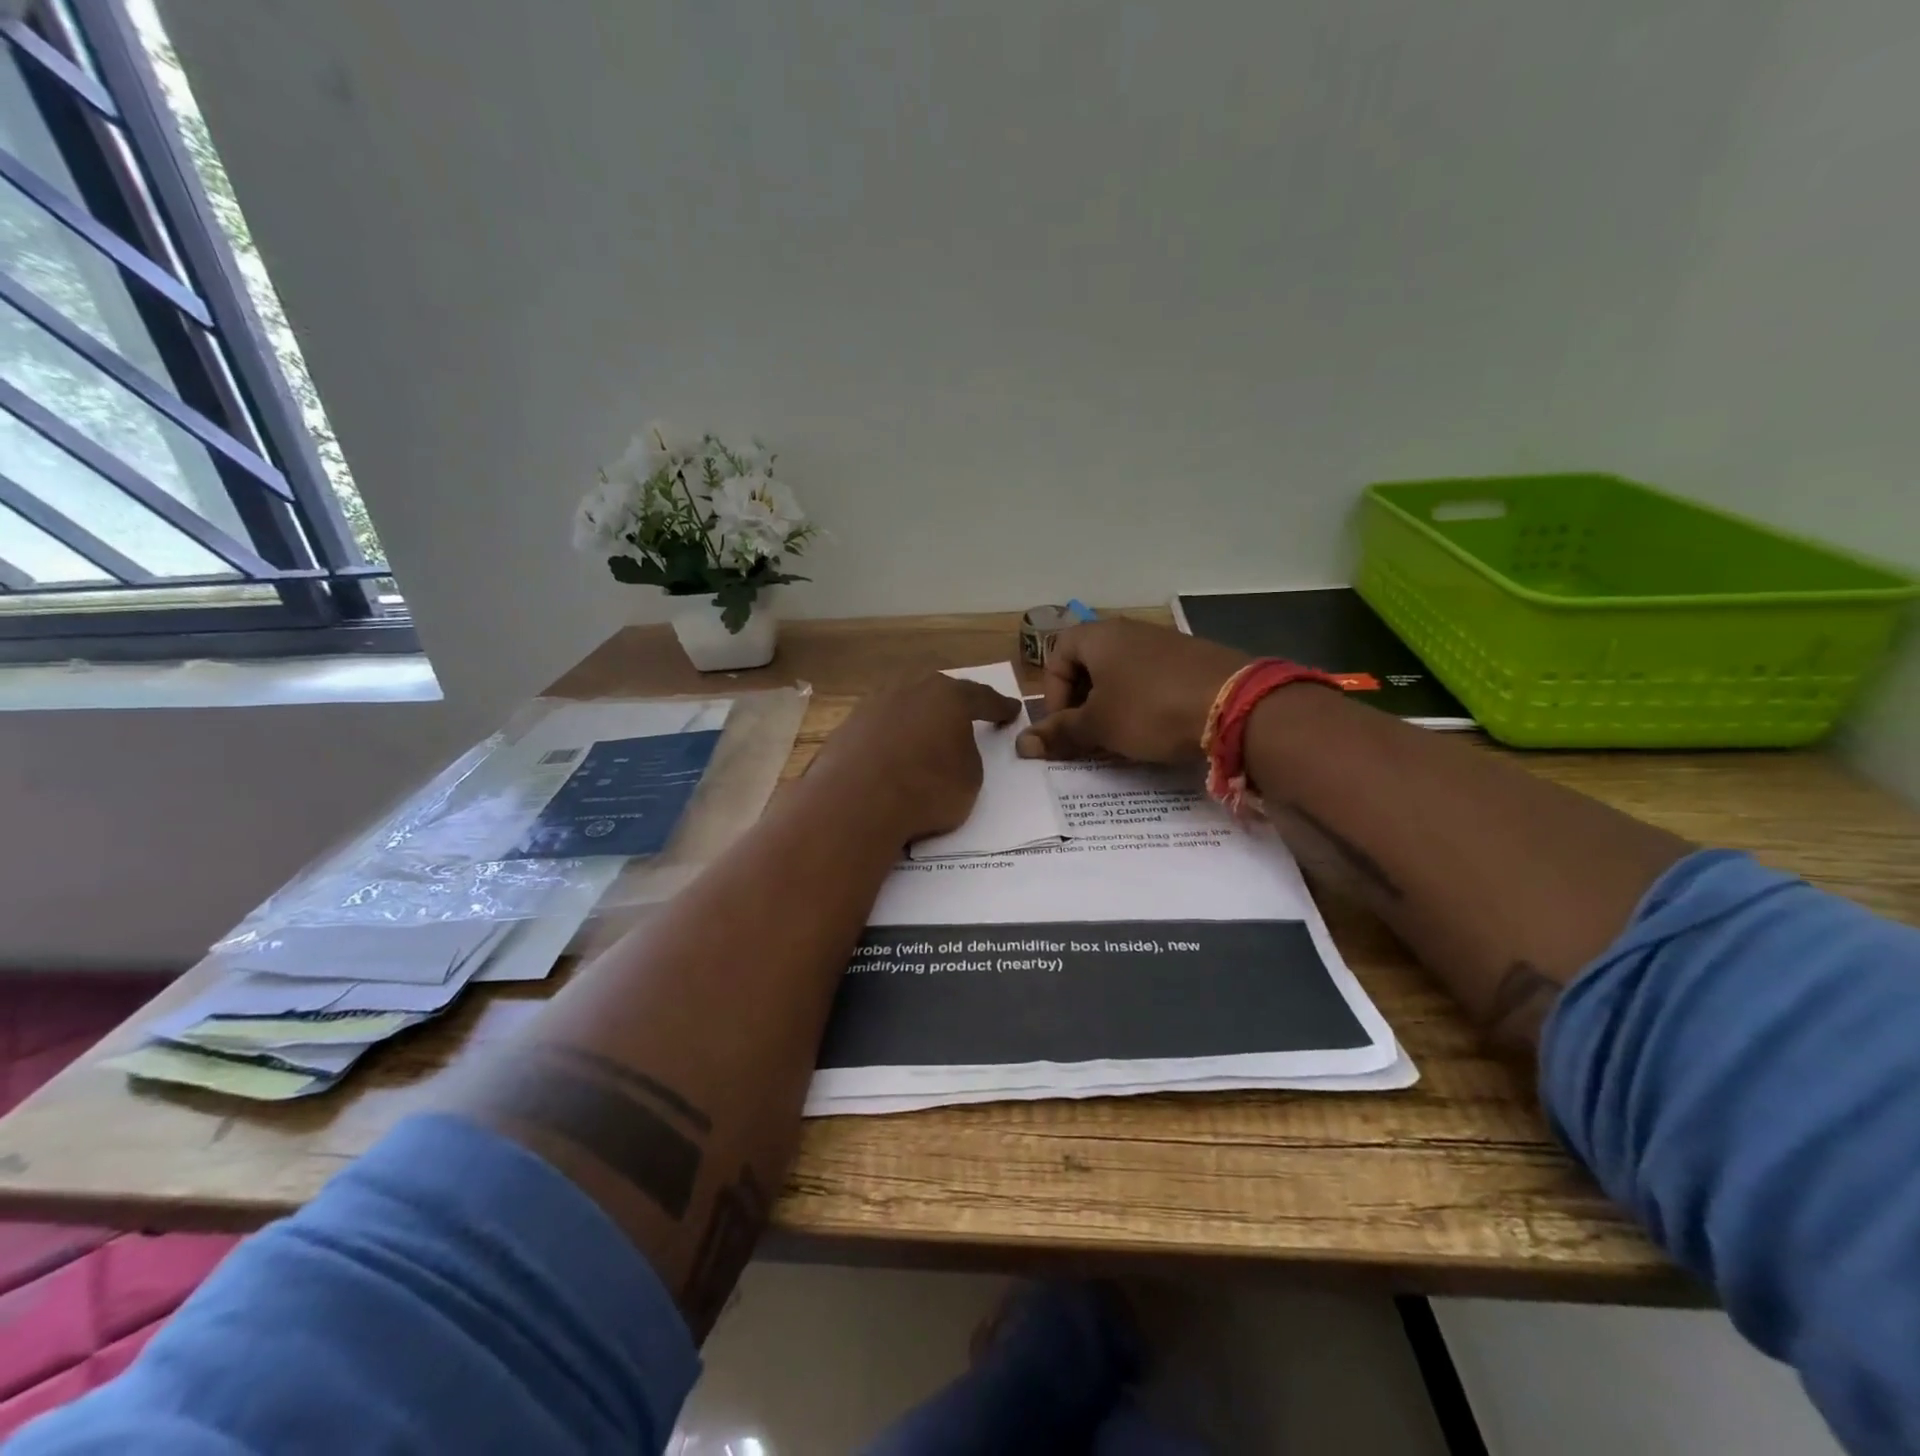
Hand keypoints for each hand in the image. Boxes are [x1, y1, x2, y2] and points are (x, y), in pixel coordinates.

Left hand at [809, 672, 1020, 843]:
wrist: (857, 802)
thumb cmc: (926, 789)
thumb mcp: (970, 778)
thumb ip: (967, 755)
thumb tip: (951, 750)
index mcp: (949, 696)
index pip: (982, 697)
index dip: (999, 706)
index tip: (1011, 710)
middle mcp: (911, 689)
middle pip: (938, 691)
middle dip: (952, 703)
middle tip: (963, 716)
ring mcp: (874, 703)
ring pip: (904, 703)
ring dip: (917, 717)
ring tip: (924, 736)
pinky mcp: (848, 725)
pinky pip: (880, 726)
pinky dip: (891, 737)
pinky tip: (892, 754)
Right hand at [1015, 619, 1249, 763]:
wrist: (1234, 705)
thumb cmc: (1149, 709)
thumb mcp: (1099, 725)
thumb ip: (1060, 733)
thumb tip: (1021, 745)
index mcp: (1099, 636)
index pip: (1057, 654)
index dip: (1052, 692)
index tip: (1064, 724)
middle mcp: (1129, 630)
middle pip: (1090, 662)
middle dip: (1082, 701)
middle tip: (1088, 734)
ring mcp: (1164, 642)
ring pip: (1123, 672)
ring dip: (1112, 703)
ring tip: (1120, 736)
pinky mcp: (1192, 659)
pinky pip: (1153, 678)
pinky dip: (1143, 701)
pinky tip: (1156, 728)